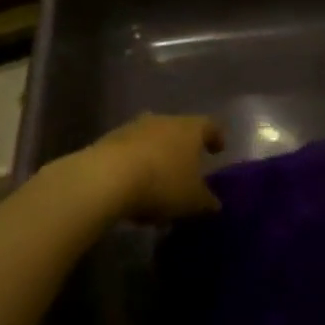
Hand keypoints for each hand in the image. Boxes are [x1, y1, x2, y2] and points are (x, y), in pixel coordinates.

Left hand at [87, 113, 224, 218]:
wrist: (106, 177)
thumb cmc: (162, 184)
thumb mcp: (193, 201)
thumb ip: (207, 201)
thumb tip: (214, 203)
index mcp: (190, 129)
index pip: (210, 126)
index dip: (216, 138)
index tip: (218, 150)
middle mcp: (164, 120)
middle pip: (179, 131)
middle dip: (183, 150)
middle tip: (187, 170)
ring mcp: (133, 128)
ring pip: (152, 140)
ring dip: (156, 158)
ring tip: (157, 184)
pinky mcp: (108, 140)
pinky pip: (129, 152)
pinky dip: (135, 166)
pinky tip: (133, 189)